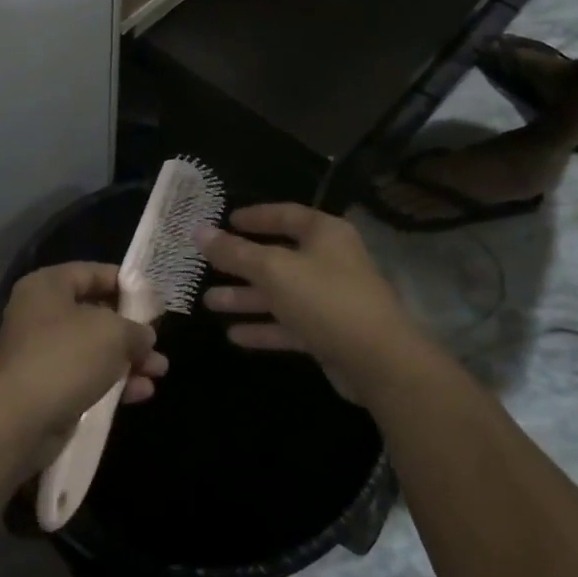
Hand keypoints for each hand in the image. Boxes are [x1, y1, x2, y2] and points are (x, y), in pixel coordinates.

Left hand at [0, 263, 167, 464]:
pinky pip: (86, 377)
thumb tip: (144, 336)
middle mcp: (41, 314)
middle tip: (158, 342)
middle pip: (95, 313)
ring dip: (128, 359)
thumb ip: (135, 329)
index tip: (155, 300)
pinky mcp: (47, 389)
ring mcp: (42, 353)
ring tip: (159, 371)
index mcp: (48, 286)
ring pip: (94, 349)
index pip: (92, 273)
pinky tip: (142, 393)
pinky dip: (113, 382)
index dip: (126, 284)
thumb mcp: (113, 333)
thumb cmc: (65, 358)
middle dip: (131, 329)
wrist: (17, 421)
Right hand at [198, 205, 420, 404]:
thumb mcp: (273, 270)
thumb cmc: (325, 299)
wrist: (379, 361)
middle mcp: (329, 261)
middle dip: (242, 264)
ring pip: (281, 293)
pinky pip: (289, 324)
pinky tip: (234, 335)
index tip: (227, 220)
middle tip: (207, 265)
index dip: (255, 216)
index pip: (285, 215)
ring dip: (247, 298)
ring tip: (209, 302)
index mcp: (324, 234)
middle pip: (278, 257)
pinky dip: (264, 328)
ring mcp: (330, 299)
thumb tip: (198, 231)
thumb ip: (235, 252)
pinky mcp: (329, 333)